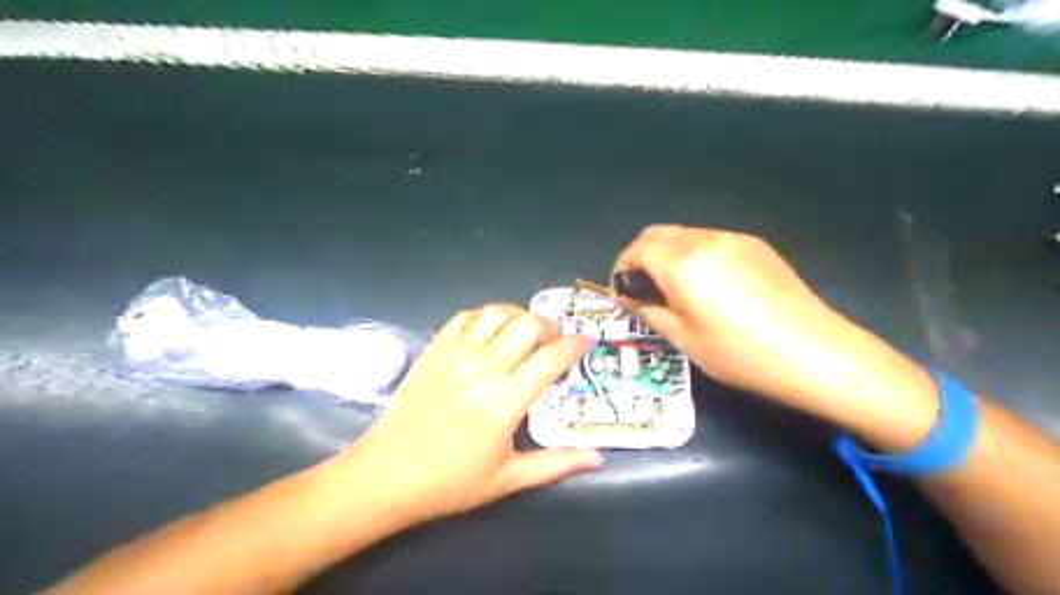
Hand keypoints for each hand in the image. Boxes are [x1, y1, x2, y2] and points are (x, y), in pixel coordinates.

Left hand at [338, 304, 603, 527]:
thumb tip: (597, 459)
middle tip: (555, 341)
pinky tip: (490, 331)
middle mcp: (484, 368)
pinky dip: (485, 316)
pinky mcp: (434, 350)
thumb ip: (557, 464)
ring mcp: (455, 354)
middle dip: (550, 327)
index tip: (587, 341)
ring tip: (525, 332)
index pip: (552, 358)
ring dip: (519, 315)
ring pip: (497, 313)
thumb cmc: (450, 483)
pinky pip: (464, 317)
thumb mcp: (508, 480)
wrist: (386, 475)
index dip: (575, 344)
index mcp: (506, 401)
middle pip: (528, 325)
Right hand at [614, 225, 934, 439]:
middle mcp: (704, 240)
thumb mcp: (685, 339)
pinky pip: (711, 240)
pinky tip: (709, 285)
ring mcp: (734, 239)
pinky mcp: (756, 246)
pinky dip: (694, 254)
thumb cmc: (740, 353)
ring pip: (684, 234)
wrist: (814, 353)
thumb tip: (630, 298)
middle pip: (657, 234)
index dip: (622, 267)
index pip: (637, 249)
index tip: (623, 290)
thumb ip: (650, 311)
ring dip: (668, 254)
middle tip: (643, 288)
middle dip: (641, 256)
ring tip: (676, 288)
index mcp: (682, 264)